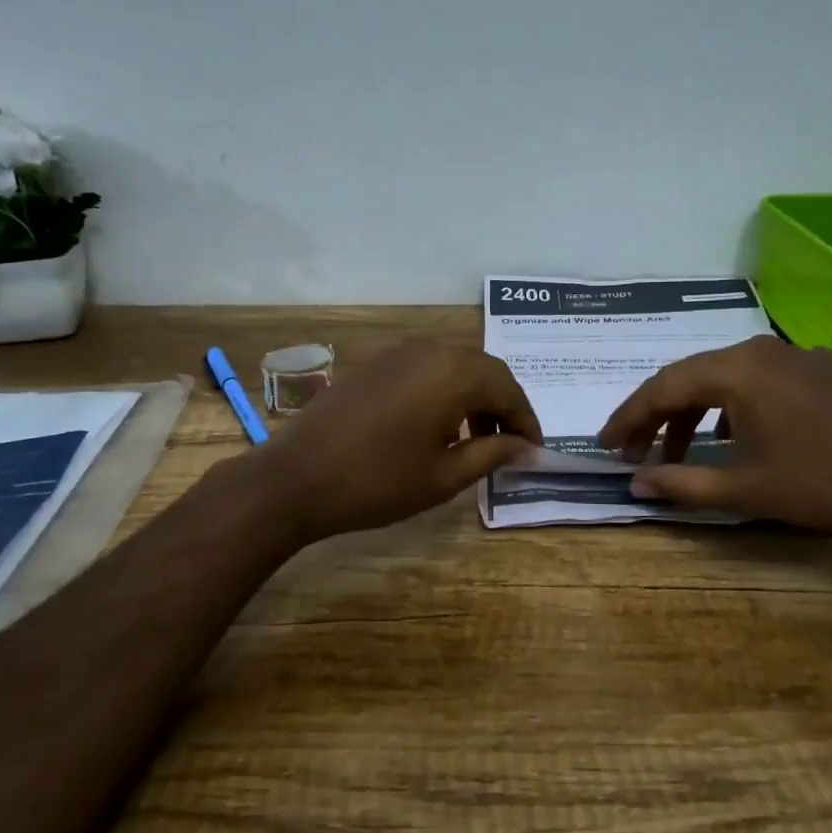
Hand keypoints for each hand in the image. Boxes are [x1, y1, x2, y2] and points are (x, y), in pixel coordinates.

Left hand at [248, 339, 541, 542]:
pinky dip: (444, 392)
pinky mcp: (376, 364)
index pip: (508, 389)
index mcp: (454, 373)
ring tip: (476, 441)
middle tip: (509, 445)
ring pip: (454, 367)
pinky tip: (437, 427)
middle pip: (484, 371)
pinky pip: (426, 369)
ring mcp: (399, 353)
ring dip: (474, 398)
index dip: (526, 421)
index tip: (534, 451)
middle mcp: (431, 350)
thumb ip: (492, 454)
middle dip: (503, 407)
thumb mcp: (444, 476)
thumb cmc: (378, 482)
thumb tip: (527, 448)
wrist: (296, 477)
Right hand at [596, 335, 831, 536]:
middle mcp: (758, 350)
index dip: (628, 418)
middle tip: (635, 453)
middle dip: (656, 417)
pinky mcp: (820, 368)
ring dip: (694, 414)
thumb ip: (683, 483)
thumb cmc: (827, 484)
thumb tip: (635, 484)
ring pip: (723, 379)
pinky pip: (757, 381)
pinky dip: (731, 408)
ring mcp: (793, 355)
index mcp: (736, 370)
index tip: (606, 446)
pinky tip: (733, 437)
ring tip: (680, 452)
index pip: (662, 388)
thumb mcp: (748, 490)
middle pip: (689, 377)